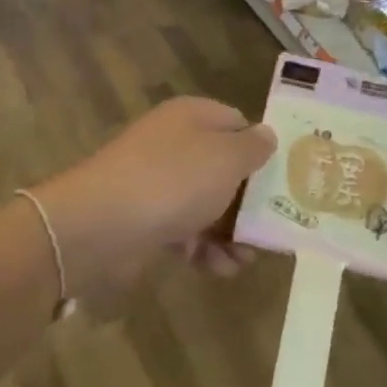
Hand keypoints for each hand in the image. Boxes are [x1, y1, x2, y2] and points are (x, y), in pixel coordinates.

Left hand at [34, 97, 274, 310]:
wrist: (100, 226)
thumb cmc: (173, 181)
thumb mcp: (226, 157)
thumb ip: (253, 147)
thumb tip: (266, 135)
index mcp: (193, 117)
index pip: (238, 123)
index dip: (261, 149)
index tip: (286, 179)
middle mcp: (174, 144)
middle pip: (224, 168)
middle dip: (250, 201)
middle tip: (275, 228)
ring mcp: (157, 183)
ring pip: (207, 204)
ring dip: (231, 233)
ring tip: (247, 259)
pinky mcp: (145, 219)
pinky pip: (186, 231)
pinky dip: (205, 250)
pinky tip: (220, 269)